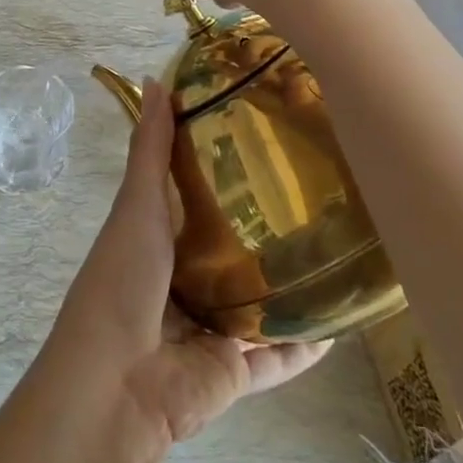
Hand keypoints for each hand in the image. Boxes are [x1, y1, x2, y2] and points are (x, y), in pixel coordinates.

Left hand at [44, 78, 330, 445]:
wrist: (118, 382)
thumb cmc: (122, 280)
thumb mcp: (137, 205)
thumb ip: (150, 148)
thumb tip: (154, 80)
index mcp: (154, 243)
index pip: (192, 201)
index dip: (222, 173)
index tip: (264, 142)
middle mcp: (182, 283)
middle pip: (230, 253)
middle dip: (264, 232)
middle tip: (318, 197)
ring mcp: (209, 331)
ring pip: (258, 306)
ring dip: (290, 288)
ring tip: (339, 255)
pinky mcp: (235, 375)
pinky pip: (279, 358)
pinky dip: (306, 345)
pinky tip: (344, 320)